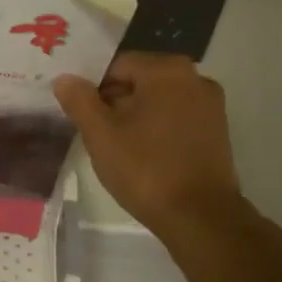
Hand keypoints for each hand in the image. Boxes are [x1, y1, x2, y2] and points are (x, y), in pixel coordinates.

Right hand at [53, 53, 242, 234]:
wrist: (199, 216)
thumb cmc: (145, 169)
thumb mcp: (101, 134)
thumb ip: (80, 101)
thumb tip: (65, 79)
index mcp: (166, 70)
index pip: (117, 65)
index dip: (93, 88)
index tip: (81, 115)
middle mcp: (194, 77)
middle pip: (140, 81)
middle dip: (115, 102)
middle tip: (95, 134)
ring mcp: (210, 105)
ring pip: (159, 101)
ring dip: (136, 117)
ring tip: (117, 148)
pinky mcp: (217, 130)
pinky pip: (177, 118)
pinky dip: (158, 129)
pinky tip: (144, 156)